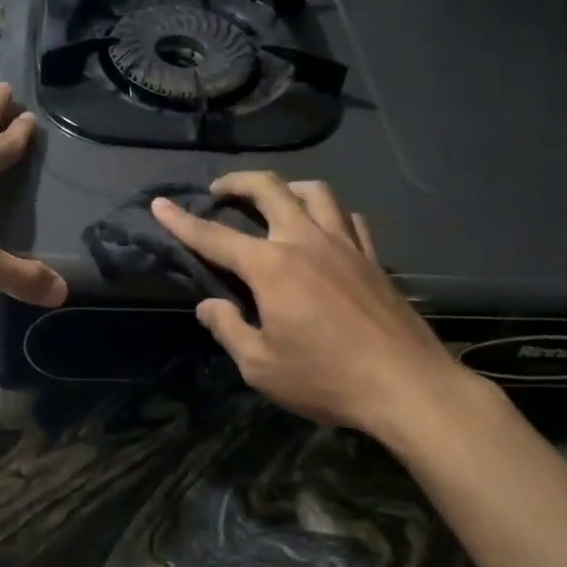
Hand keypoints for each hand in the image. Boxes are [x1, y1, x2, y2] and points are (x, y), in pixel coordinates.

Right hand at [151, 172, 466, 437]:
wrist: (406, 385)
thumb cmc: (326, 379)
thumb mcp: (261, 366)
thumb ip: (229, 329)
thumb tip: (208, 307)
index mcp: (271, 266)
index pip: (214, 236)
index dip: (182, 221)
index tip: (160, 203)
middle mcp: (305, 241)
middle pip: (269, 188)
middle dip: (238, 181)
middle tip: (220, 190)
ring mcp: (344, 244)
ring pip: (315, 191)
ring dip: (288, 187)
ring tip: (275, 199)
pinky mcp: (373, 258)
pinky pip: (350, 218)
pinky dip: (331, 214)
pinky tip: (326, 229)